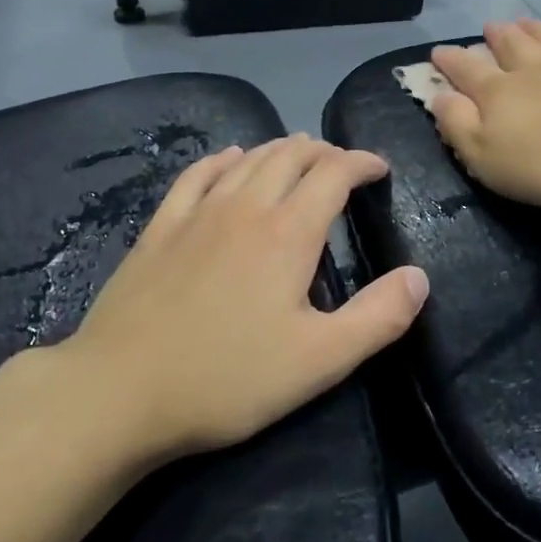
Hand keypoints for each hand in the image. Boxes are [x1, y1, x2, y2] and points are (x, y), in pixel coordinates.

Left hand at [64, 135, 427, 460]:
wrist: (120, 391)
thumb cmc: (227, 379)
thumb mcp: (319, 361)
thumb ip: (377, 317)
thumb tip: (420, 277)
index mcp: (288, 233)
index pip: (333, 174)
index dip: (360, 163)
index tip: (379, 169)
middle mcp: (245, 206)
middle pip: (290, 156)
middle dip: (323, 152)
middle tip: (342, 164)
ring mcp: (198, 213)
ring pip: (247, 159)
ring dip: (280, 150)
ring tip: (298, 155)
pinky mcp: (161, 227)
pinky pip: (197, 175)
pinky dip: (223, 159)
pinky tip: (229, 159)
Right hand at [430, 18, 540, 210]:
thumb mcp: (486, 157)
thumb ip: (458, 125)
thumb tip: (439, 96)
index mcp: (501, 92)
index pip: (467, 70)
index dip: (450, 61)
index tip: (438, 51)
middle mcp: (539, 69)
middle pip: (513, 46)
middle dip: (497, 37)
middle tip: (489, 27)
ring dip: (539, 30)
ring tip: (526, 20)